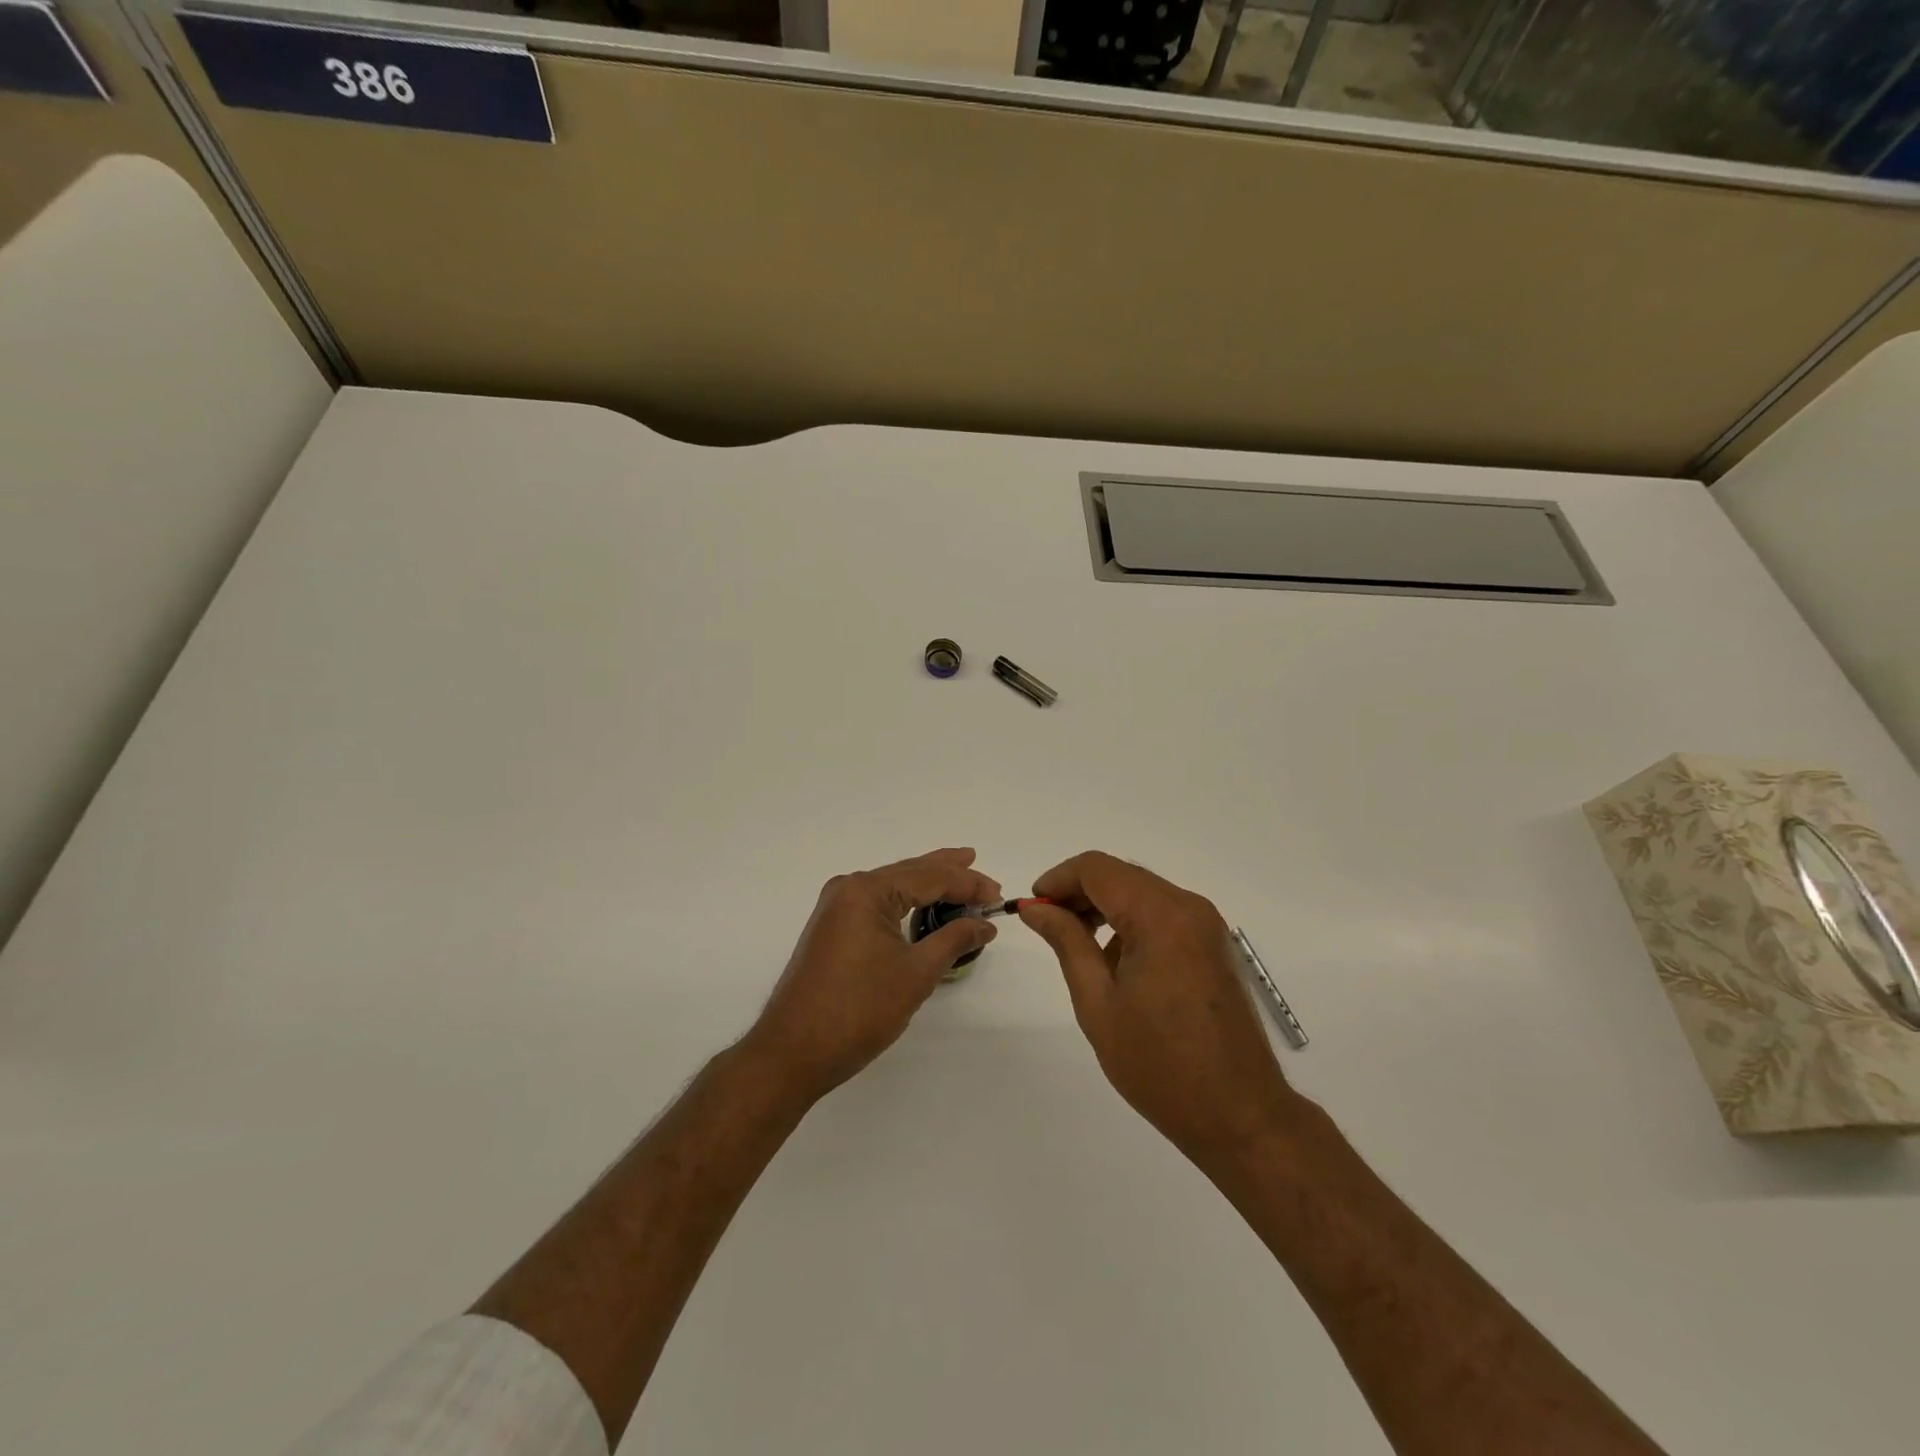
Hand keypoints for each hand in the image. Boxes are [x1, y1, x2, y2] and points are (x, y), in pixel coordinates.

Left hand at [745, 848, 1000, 1102]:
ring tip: (960, 879)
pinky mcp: (832, 929)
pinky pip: (878, 904)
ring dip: (928, 886)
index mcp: (866, 891)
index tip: (998, 895)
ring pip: (893, 887)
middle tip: (983, 874)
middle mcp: (848, 889)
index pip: (929, 876)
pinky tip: (924, 906)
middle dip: (949, 874)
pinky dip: (906, 903)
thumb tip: (984, 923)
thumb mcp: (916, 974)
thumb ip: (954, 940)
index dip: (967, 883)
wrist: (792, 1052)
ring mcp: (836, 908)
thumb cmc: (858, 1010)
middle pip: (910, 873)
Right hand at [1020, 852, 1295, 1163]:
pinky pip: (1163, 913)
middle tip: (1048, 926)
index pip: (1097, 868)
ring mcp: (1206, 925)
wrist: (1239, 1115)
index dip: (1058, 879)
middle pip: (1121, 875)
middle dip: (1079, 892)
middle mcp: (1188, 907)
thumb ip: (1067, 943)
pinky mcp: (1213, 945)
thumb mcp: (1098, 1003)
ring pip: (1142, 891)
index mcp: (1160, 916)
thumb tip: (1036, 909)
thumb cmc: (1159, 1064)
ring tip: (1077, 945)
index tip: (1032, 907)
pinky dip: (1132, 921)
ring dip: (1105, 906)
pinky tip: (1116, 962)